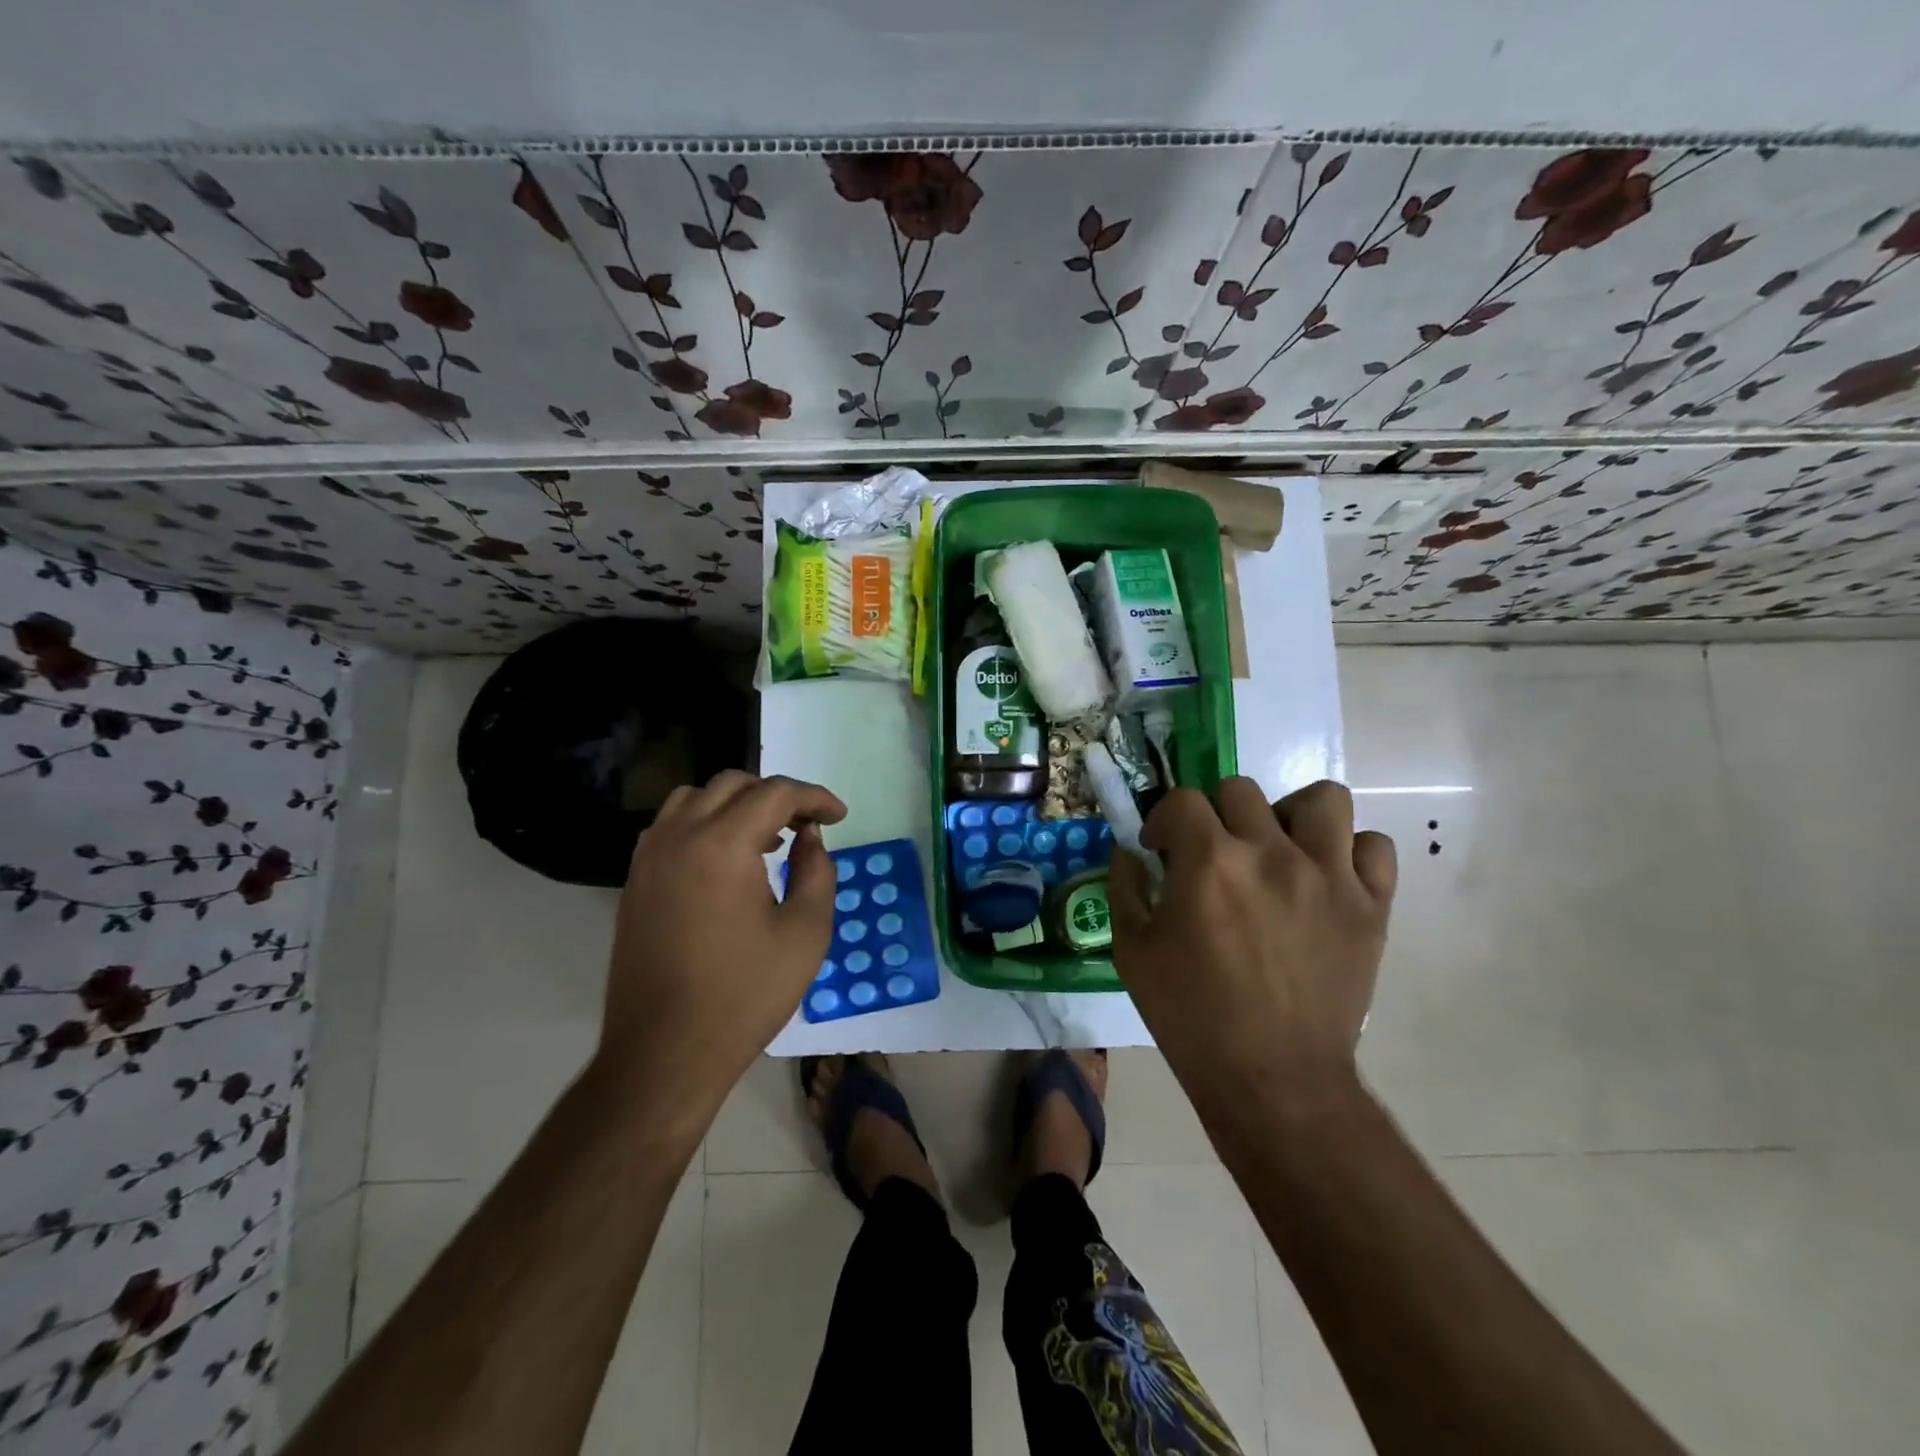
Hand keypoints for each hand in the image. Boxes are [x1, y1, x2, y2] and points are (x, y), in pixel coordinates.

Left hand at [595, 771, 846, 1109]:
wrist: (665, 1052)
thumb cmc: (745, 995)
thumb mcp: (805, 933)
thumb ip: (817, 872)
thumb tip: (811, 837)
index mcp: (722, 844)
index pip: (774, 793)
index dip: (814, 797)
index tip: (839, 817)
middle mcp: (679, 836)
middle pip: (732, 785)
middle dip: (776, 796)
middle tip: (807, 826)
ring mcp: (649, 858)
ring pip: (695, 799)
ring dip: (736, 804)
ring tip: (767, 839)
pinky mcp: (635, 882)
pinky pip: (671, 827)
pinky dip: (704, 824)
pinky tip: (727, 862)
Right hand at [1108, 779, 1396, 1107]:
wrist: (1272, 1078)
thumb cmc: (1191, 1015)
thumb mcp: (1131, 951)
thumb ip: (1125, 886)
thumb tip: (1130, 849)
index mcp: (1209, 862)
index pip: (1182, 800)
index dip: (1163, 820)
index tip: (1160, 849)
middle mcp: (1270, 852)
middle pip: (1240, 790)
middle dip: (1215, 815)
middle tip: (1214, 854)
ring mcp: (1328, 876)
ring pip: (1322, 799)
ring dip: (1291, 815)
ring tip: (1278, 848)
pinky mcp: (1370, 905)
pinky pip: (1374, 847)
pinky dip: (1349, 853)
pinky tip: (1325, 877)